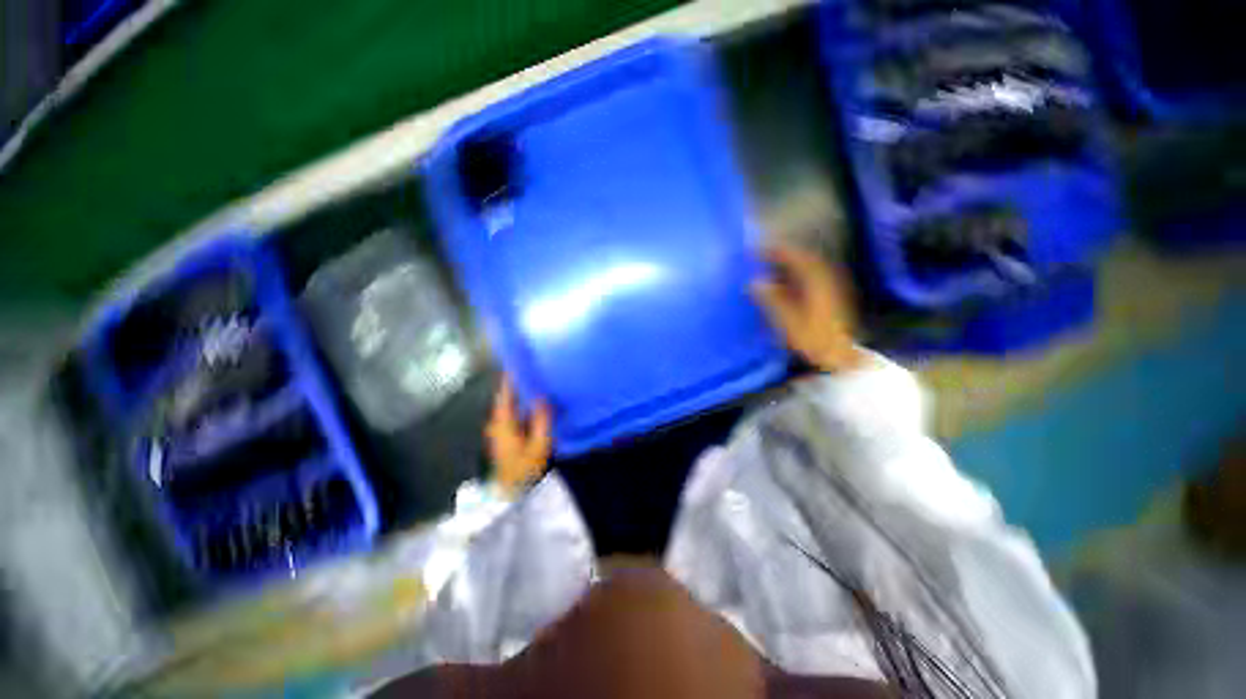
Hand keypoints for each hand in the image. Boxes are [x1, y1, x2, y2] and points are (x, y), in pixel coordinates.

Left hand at [485, 376, 552, 495]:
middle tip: (534, 370)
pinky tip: (535, 403)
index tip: (519, 363)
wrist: (511, 493)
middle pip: (506, 397)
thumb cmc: (524, 469)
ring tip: (537, 382)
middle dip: (517, 383)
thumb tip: (543, 398)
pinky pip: (513, 413)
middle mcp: (497, 423)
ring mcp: (499, 430)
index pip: (505, 394)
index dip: (511, 378)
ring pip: (509, 405)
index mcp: (503, 423)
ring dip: (520, 394)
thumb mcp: (538, 445)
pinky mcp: (504, 436)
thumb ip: (541, 421)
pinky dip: (522, 405)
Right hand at [751, 245, 865, 372]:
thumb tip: (755, 282)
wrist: (839, 358)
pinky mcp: (830, 299)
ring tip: (771, 265)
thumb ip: (772, 300)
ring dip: (791, 264)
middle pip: (804, 260)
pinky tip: (786, 282)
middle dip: (784, 254)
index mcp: (817, 283)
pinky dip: (797, 274)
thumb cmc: (812, 340)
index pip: (797, 258)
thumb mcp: (788, 321)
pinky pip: (811, 278)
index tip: (759, 249)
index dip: (778, 251)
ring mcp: (830, 289)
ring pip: (808, 269)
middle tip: (763, 254)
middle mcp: (826, 281)